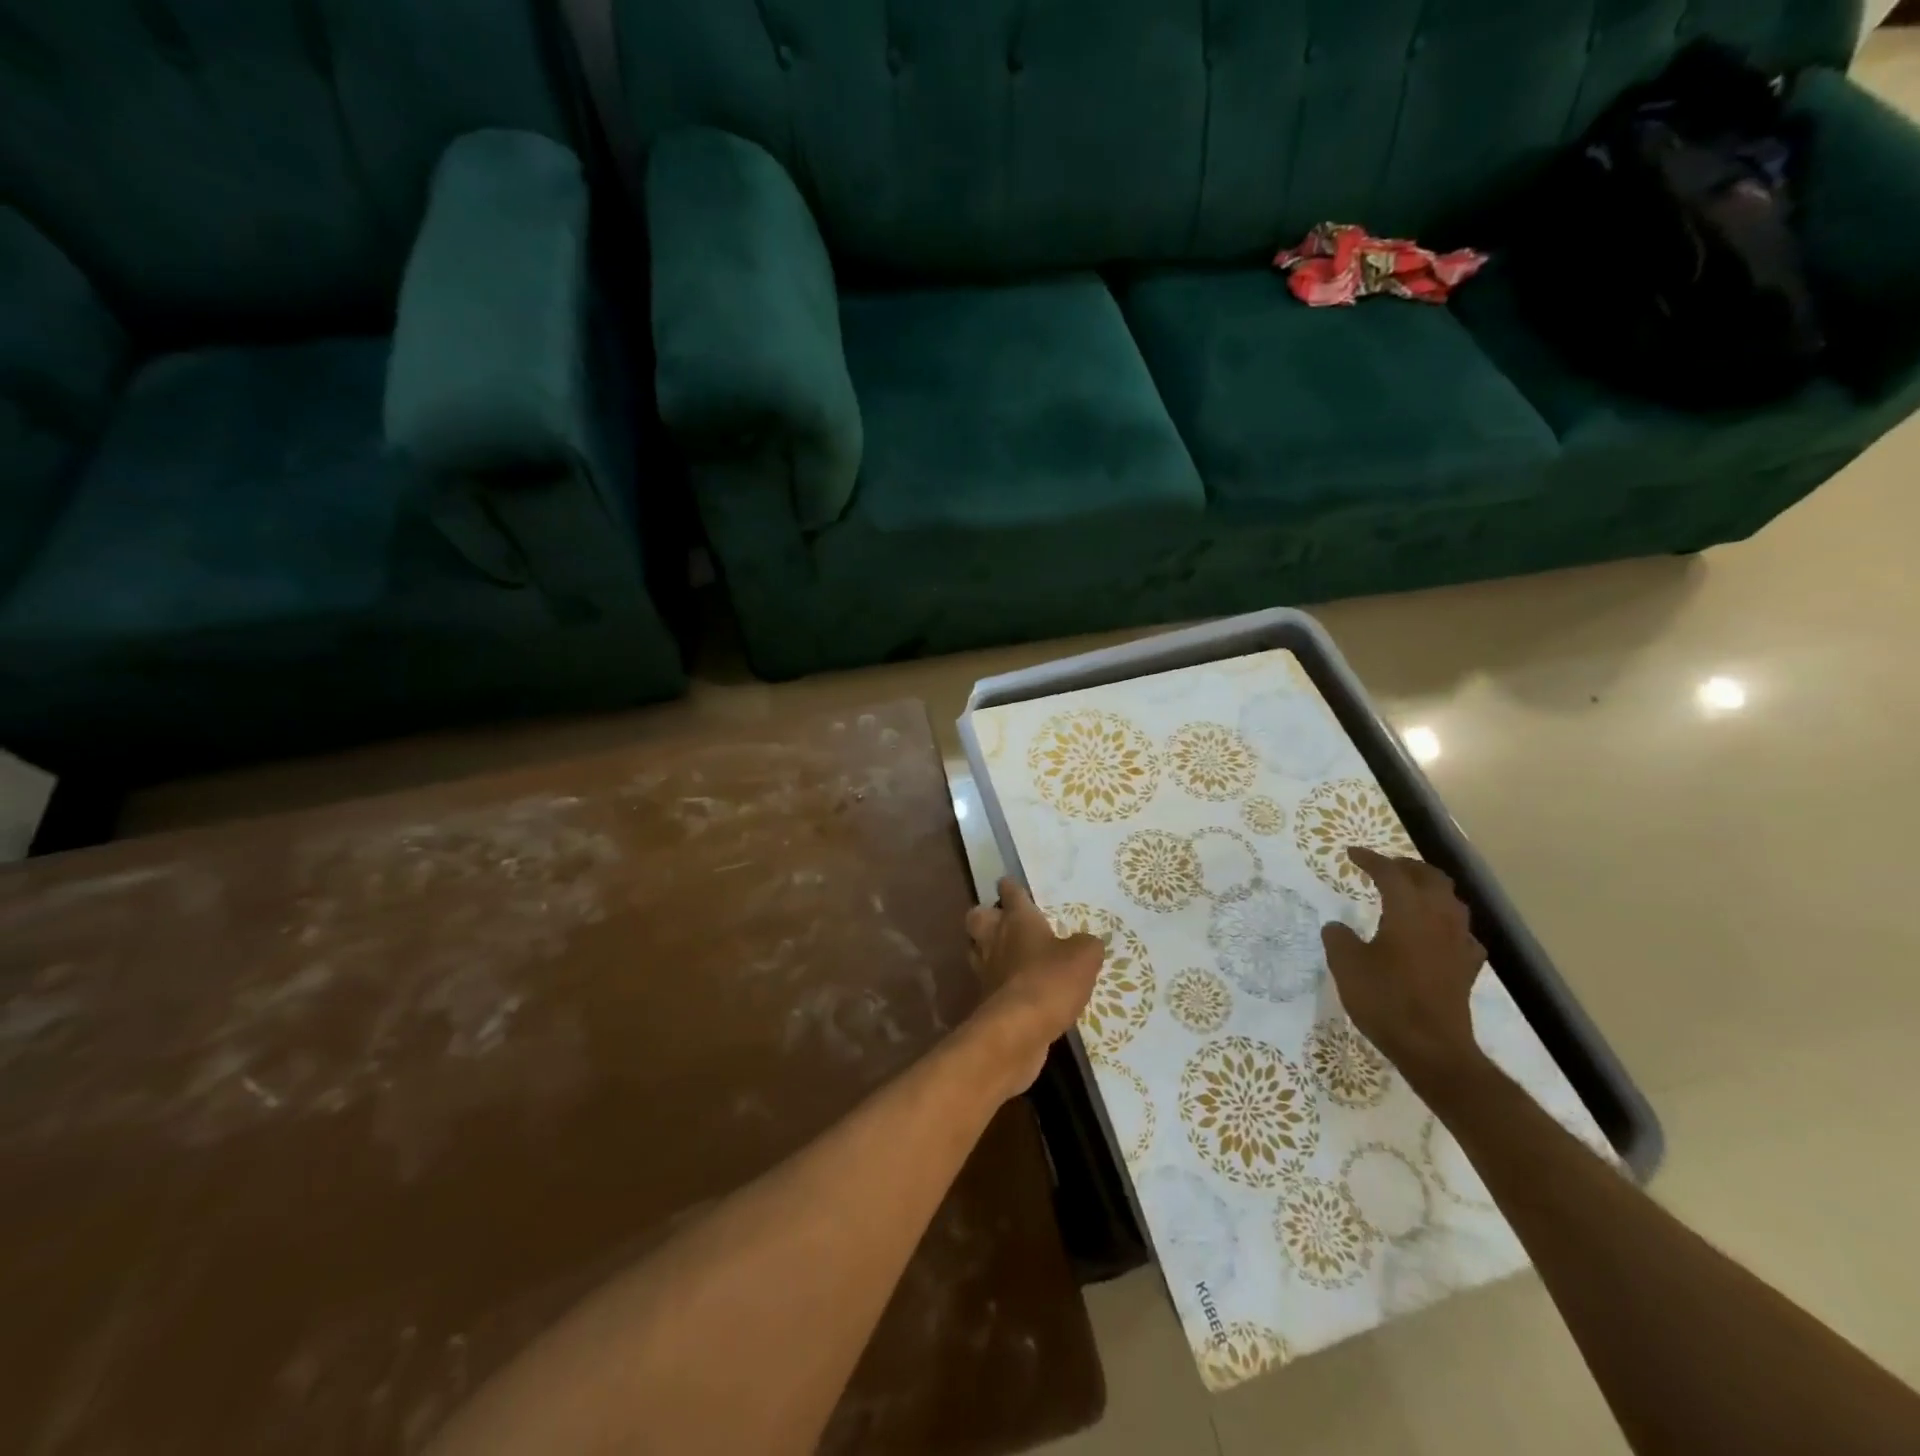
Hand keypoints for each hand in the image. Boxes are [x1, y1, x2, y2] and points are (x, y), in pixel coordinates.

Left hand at [963, 878, 1104, 1097]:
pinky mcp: (985, 1001)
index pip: (1010, 893)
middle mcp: (995, 939)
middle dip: (986, 915)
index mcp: (1017, 919)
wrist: (1018, 1030)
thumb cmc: (1050, 980)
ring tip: (1008, 955)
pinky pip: (988, 983)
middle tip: (1003, 921)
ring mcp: (985, 971)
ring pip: (976, 949)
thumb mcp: (1083, 958)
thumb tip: (1088, 943)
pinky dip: (997, 983)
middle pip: (977, 918)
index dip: (1010, 887)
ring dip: (987, 949)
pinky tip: (1016, 989)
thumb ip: (1087, 945)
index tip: (1008, 883)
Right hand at [1320, 846, 1487, 1092]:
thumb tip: (1337, 927)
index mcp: (1408, 911)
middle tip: (1384, 866)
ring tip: (1409, 891)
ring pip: (1451, 900)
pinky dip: (1446, 922)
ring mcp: (1458, 942)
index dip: (1370, 860)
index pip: (1390, 873)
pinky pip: (1460, 932)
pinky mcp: (1467, 967)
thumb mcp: (1346, 965)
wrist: (1432, 1047)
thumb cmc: (1385, 999)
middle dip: (1406, 866)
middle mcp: (1438, 918)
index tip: (1351, 854)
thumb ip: (1339, 939)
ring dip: (1430, 888)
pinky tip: (1436, 932)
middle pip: (1430, 878)